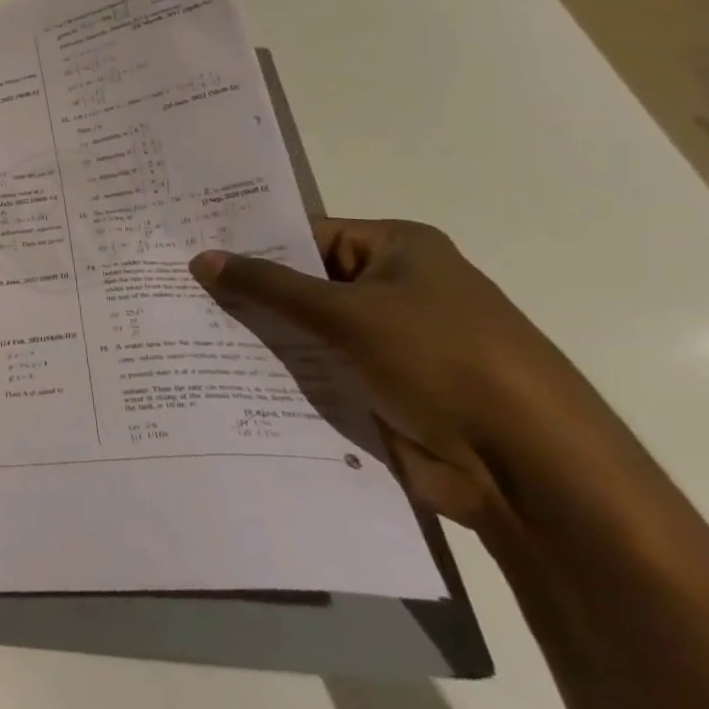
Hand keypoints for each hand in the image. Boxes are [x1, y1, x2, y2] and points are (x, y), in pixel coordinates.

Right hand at [190, 219, 607, 528]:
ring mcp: (390, 342)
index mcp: (398, 250)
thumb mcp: (346, 313)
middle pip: (302, 282)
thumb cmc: (443, 363)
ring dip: (259, 335)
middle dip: (246, 291)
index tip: (188, 250)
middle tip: (174, 289)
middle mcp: (395, 288)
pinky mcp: (383, 389)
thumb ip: (268, 285)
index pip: (304, 235)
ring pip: (306, 329)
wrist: (534, 473)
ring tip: (184, 330)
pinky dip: (281, 372)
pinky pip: (318, 370)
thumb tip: (200, 259)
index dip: (248, 243)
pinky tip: (223, 373)